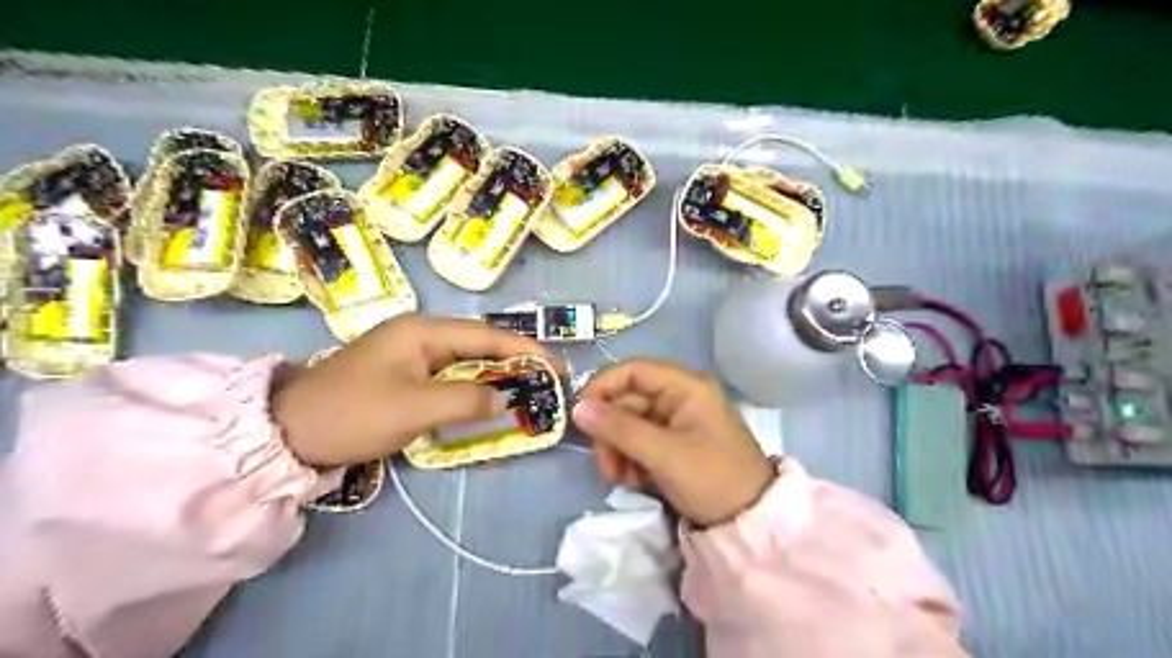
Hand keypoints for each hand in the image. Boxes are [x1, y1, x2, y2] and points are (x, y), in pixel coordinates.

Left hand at [273, 314, 553, 466]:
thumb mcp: (413, 408)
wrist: (288, 432)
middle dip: (515, 362)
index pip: (487, 335)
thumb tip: (506, 400)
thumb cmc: (352, 413)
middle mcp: (420, 335)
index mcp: (423, 331)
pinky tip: (487, 405)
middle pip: (480, 345)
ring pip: (466, 363)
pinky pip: (450, 380)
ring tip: (527, 393)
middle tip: (547, 383)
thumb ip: (466, 401)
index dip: (526, 349)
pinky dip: (472, 392)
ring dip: (496, 378)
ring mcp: (411, 356)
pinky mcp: (405, 377)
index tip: (558, 366)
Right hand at [570, 357, 776, 525]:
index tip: (581, 416)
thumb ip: (619, 428)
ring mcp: (677, 420)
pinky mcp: (674, 442)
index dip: (602, 387)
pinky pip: (640, 441)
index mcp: (685, 386)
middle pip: (627, 400)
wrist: (751, 520)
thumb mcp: (663, 454)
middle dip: (610, 432)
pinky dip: (630, 459)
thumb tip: (577, 408)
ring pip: (629, 423)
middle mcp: (680, 396)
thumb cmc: (712, 478)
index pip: (632, 370)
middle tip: (607, 467)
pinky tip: (634, 481)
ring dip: (618, 449)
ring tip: (622, 479)